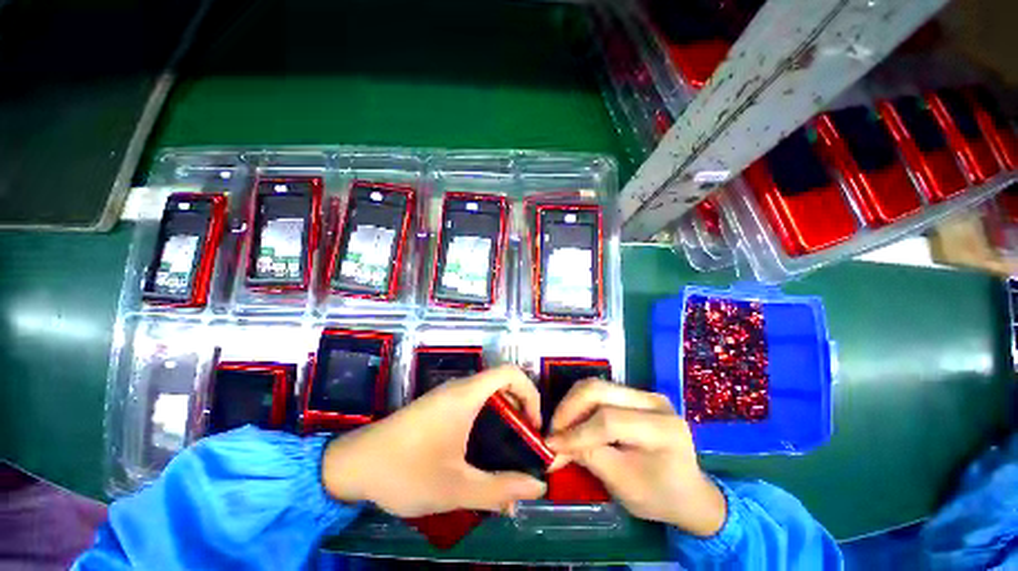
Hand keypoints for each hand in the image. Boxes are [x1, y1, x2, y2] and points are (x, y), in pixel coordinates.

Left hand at [321, 366, 547, 517]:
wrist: (352, 466)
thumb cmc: (405, 471)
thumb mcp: (456, 487)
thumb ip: (501, 489)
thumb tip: (539, 487)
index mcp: (466, 395)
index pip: (510, 373)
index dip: (530, 393)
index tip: (533, 425)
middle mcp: (458, 388)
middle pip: (501, 383)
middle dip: (519, 409)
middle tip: (524, 442)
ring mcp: (445, 396)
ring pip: (487, 395)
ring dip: (503, 416)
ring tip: (507, 451)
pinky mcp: (436, 407)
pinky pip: (471, 404)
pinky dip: (486, 419)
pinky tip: (480, 452)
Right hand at [545, 380, 725, 536]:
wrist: (690, 493)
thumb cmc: (660, 496)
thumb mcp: (623, 484)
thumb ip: (589, 457)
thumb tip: (554, 444)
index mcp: (662, 428)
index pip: (609, 421)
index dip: (576, 432)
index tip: (551, 445)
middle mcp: (653, 401)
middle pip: (599, 390)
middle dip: (569, 408)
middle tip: (552, 430)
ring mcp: (645, 394)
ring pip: (596, 386)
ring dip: (572, 404)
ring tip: (560, 426)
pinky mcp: (635, 395)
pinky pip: (601, 391)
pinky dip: (581, 404)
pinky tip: (573, 420)